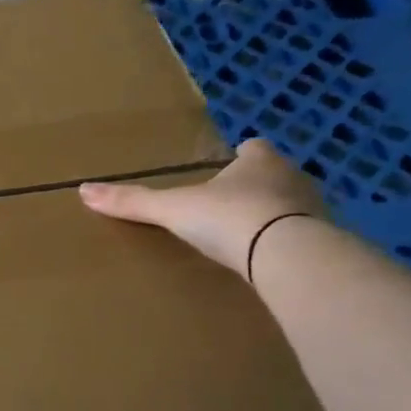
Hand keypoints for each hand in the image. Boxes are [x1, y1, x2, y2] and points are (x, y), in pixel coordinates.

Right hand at [79, 138, 326, 276]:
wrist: (288, 255)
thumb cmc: (230, 217)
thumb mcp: (173, 209)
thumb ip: (134, 201)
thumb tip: (84, 190)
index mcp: (259, 160)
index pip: (253, 149)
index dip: (240, 156)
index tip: (228, 166)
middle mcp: (293, 177)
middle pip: (275, 175)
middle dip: (258, 186)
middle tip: (233, 203)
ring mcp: (316, 210)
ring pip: (294, 206)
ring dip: (278, 216)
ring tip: (253, 236)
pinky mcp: (326, 242)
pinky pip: (306, 239)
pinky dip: (291, 246)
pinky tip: (273, 262)